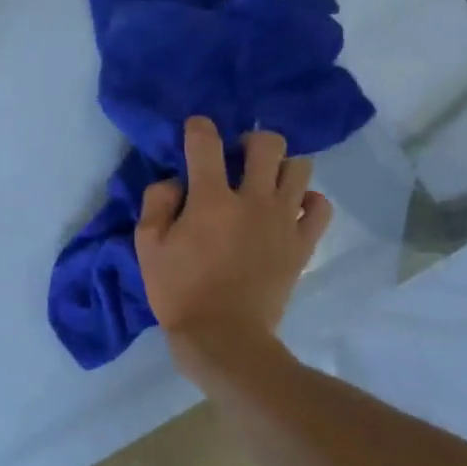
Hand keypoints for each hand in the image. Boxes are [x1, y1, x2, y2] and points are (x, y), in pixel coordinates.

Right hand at [134, 117, 332, 355]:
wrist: (224, 337)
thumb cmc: (178, 292)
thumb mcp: (147, 247)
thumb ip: (157, 203)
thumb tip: (175, 181)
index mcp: (210, 200)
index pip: (206, 143)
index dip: (199, 128)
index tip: (195, 130)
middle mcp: (253, 200)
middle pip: (268, 144)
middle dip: (251, 141)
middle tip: (237, 158)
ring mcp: (283, 221)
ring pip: (300, 168)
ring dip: (280, 167)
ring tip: (265, 183)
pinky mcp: (302, 244)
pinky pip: (319, 206)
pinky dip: (307, 200)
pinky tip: (289, 209)